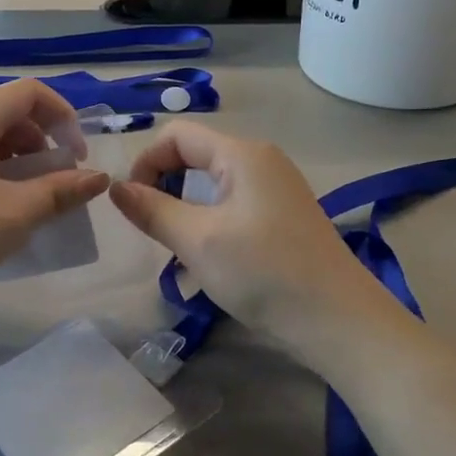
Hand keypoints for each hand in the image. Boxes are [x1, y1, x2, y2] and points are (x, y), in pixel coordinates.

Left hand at [0, 79, 110, 319]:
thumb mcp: (16, 214)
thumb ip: (61, 191)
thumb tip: (97, 178)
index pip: (28, 92)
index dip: (63, 116)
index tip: (77, 157)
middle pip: (2, 113)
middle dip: (38, 141)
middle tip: (52, 181)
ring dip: (9, 157)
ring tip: (19, 196)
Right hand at [109, 123, 386, 349]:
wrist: (339, 321)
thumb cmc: (264, 273)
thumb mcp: (198, 241)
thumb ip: (152, 210)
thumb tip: (116, 187)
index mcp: (242, 154)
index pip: (177, 135)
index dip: (146, 162)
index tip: (132, 204)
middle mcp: (262, 160)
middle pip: (196, 155)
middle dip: (165, 185)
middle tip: (154, 229)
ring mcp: (277, 188)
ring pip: (213, 183)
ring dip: (186, 207)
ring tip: (179, 247)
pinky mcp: (284, 215)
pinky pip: (234, 203)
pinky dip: (210, 220)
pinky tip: (210, 257)